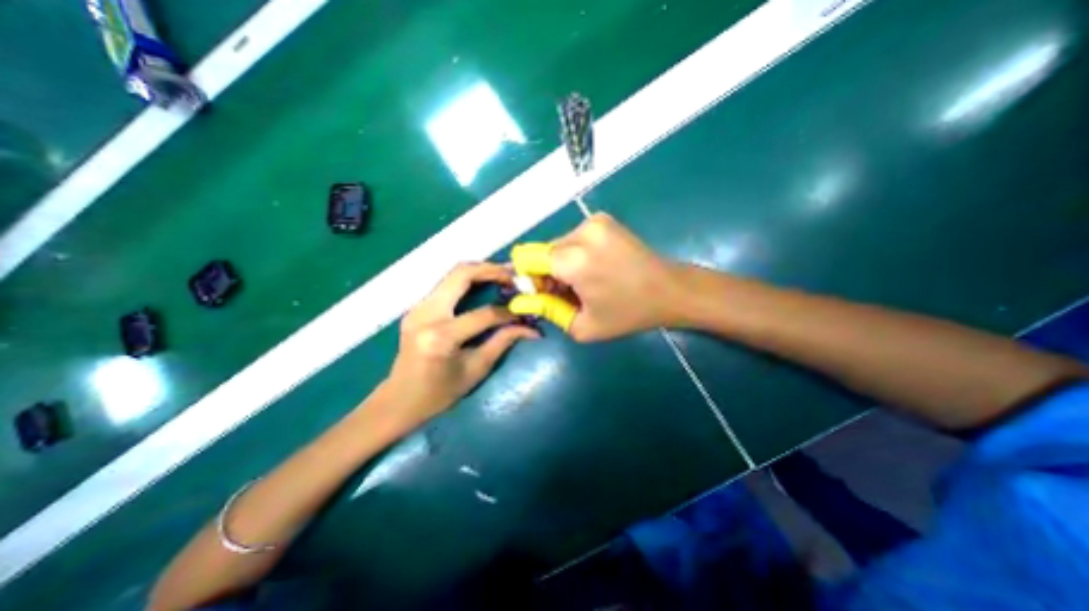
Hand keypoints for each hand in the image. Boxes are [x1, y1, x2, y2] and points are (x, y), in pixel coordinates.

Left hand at [381, 259, 538, 423]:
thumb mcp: (476, 370)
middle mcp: (426, 313)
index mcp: (440, 336)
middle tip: (514, 274)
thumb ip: (502, 343)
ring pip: (452, 274)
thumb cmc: (439, 394)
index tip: (526, 311)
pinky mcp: (417, 307)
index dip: (509, 312)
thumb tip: (531, 329)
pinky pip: (446, 284)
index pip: (483, 314)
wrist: (398, 400)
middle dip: (491, 270)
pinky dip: (468, 280)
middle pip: (461, 275)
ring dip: (480, 271)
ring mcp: (418, 307)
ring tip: (503, 276)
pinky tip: (484, 285)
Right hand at [509, 211, 676, 339]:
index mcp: (574, 261)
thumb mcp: (583, 326)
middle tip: (565, 293)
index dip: (528, 278)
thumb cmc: (628, 314)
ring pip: (558, 245)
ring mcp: (594, 222)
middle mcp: (581, 233)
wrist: (670, 290)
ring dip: (561, 264)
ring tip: (583, 283)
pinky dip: (575, 254)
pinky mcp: (603, 220)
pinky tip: (593, 269)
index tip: (541, 294)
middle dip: (546, 273)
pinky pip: (574, 238)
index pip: (527, 259)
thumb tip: (519, 301)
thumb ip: (547, 310)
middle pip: (542, 251)